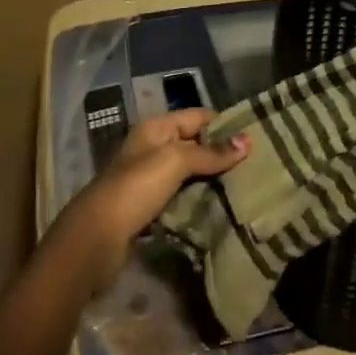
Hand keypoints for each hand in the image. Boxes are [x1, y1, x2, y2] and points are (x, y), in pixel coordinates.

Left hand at [57, 111, 249, 288]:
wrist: (96, 238)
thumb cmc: (136, 188)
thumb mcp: (175, 161)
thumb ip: (210, 152)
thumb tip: (248, 141)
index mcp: (156, 128)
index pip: (198, 116)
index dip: (225, 124)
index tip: (258, 137)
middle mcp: (152, 147)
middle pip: (195, 144)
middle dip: (223, 154)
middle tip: (257, 166)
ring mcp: (150, 178)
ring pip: (190, 172)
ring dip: (214, 179)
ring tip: (247, 187)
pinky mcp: (150, 206)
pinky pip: (183, 195)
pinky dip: (200, 199)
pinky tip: (222, 207)